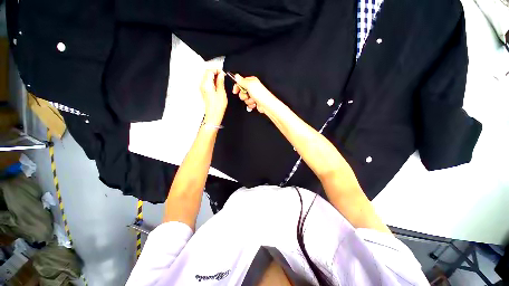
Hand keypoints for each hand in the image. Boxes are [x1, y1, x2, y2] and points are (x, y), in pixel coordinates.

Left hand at [200, 69, 226, 124]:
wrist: (213, 114)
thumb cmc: (217, 106)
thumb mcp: (221, 92)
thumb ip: (220, 81)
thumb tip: (221, 75)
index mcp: (206, 84)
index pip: (209, 71)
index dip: (216, 70)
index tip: (223, 73)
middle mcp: (203, 85)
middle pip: (207, 73)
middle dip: (215, 72)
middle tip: (223, 76)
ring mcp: (203, 88)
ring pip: (207, 78)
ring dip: (214, 77)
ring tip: (221, 81)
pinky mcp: (204, 91)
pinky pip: (208, 83)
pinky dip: (213, 81)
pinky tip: (218, 85)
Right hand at [232, 74, 277, 113]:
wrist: (266, 105)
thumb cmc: (261, 94)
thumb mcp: (249, 85)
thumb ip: (241, 81)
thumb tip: (236, 76)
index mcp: (251, 81)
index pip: (240, 82)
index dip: (237, 87)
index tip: (235, 91)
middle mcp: (253, 88)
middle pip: (241, 92)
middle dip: (243, 95)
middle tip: (247, 95)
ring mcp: (254, 95)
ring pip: (245, 99)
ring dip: (248, 101)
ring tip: (253, 100)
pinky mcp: (254, 102)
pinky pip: (248, 104)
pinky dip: (251, 105)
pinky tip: (254, 104)